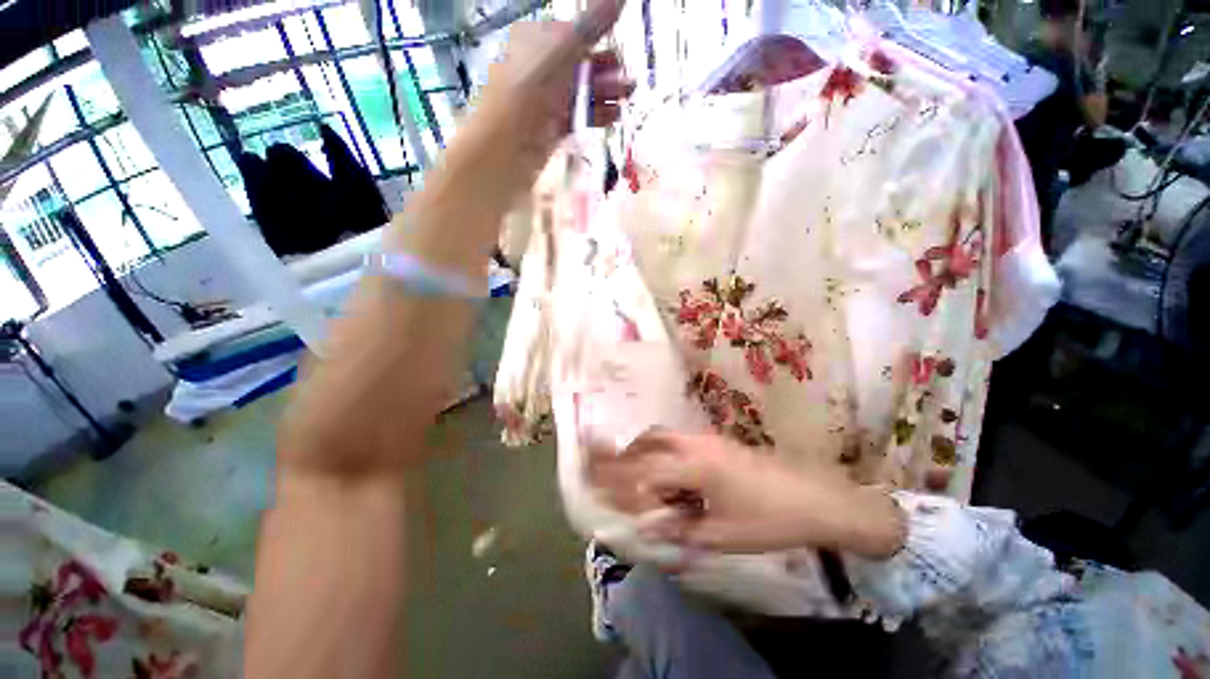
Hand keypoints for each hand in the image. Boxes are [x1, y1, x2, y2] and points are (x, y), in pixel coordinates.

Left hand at [474, 0, 633, 181]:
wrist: (510, 141)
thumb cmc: (532, 86)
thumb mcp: (563, 47)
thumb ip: (593, 23)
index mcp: (537, 39)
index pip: (573, 36)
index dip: (598, 42)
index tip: (619, 54)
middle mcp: (542, 67)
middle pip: (581, 66)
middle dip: (607, 73)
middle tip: (630, 84)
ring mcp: (547, 99)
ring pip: (581, 93)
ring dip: (606, 95)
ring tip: (627, 100)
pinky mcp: (553, 126)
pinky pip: (578, 116)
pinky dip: (596, 115)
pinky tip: (614, 117)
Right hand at [588, 430, 905, 558]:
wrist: (815, 499)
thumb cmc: (768, 520)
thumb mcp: (722, 535)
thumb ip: (680, 530)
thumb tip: (647, 528)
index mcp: (694, 467)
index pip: (643, 472)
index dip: (617, 478)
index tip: (594, 478)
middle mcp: (694, 445)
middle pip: (648, 442)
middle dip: (623, 454)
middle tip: (604, 464)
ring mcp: (707, 440)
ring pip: (662, 437)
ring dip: (642, 450)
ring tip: (632, 471)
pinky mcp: (717, 442)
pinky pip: (677, 441)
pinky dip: (660, 451)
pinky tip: (665, 471)